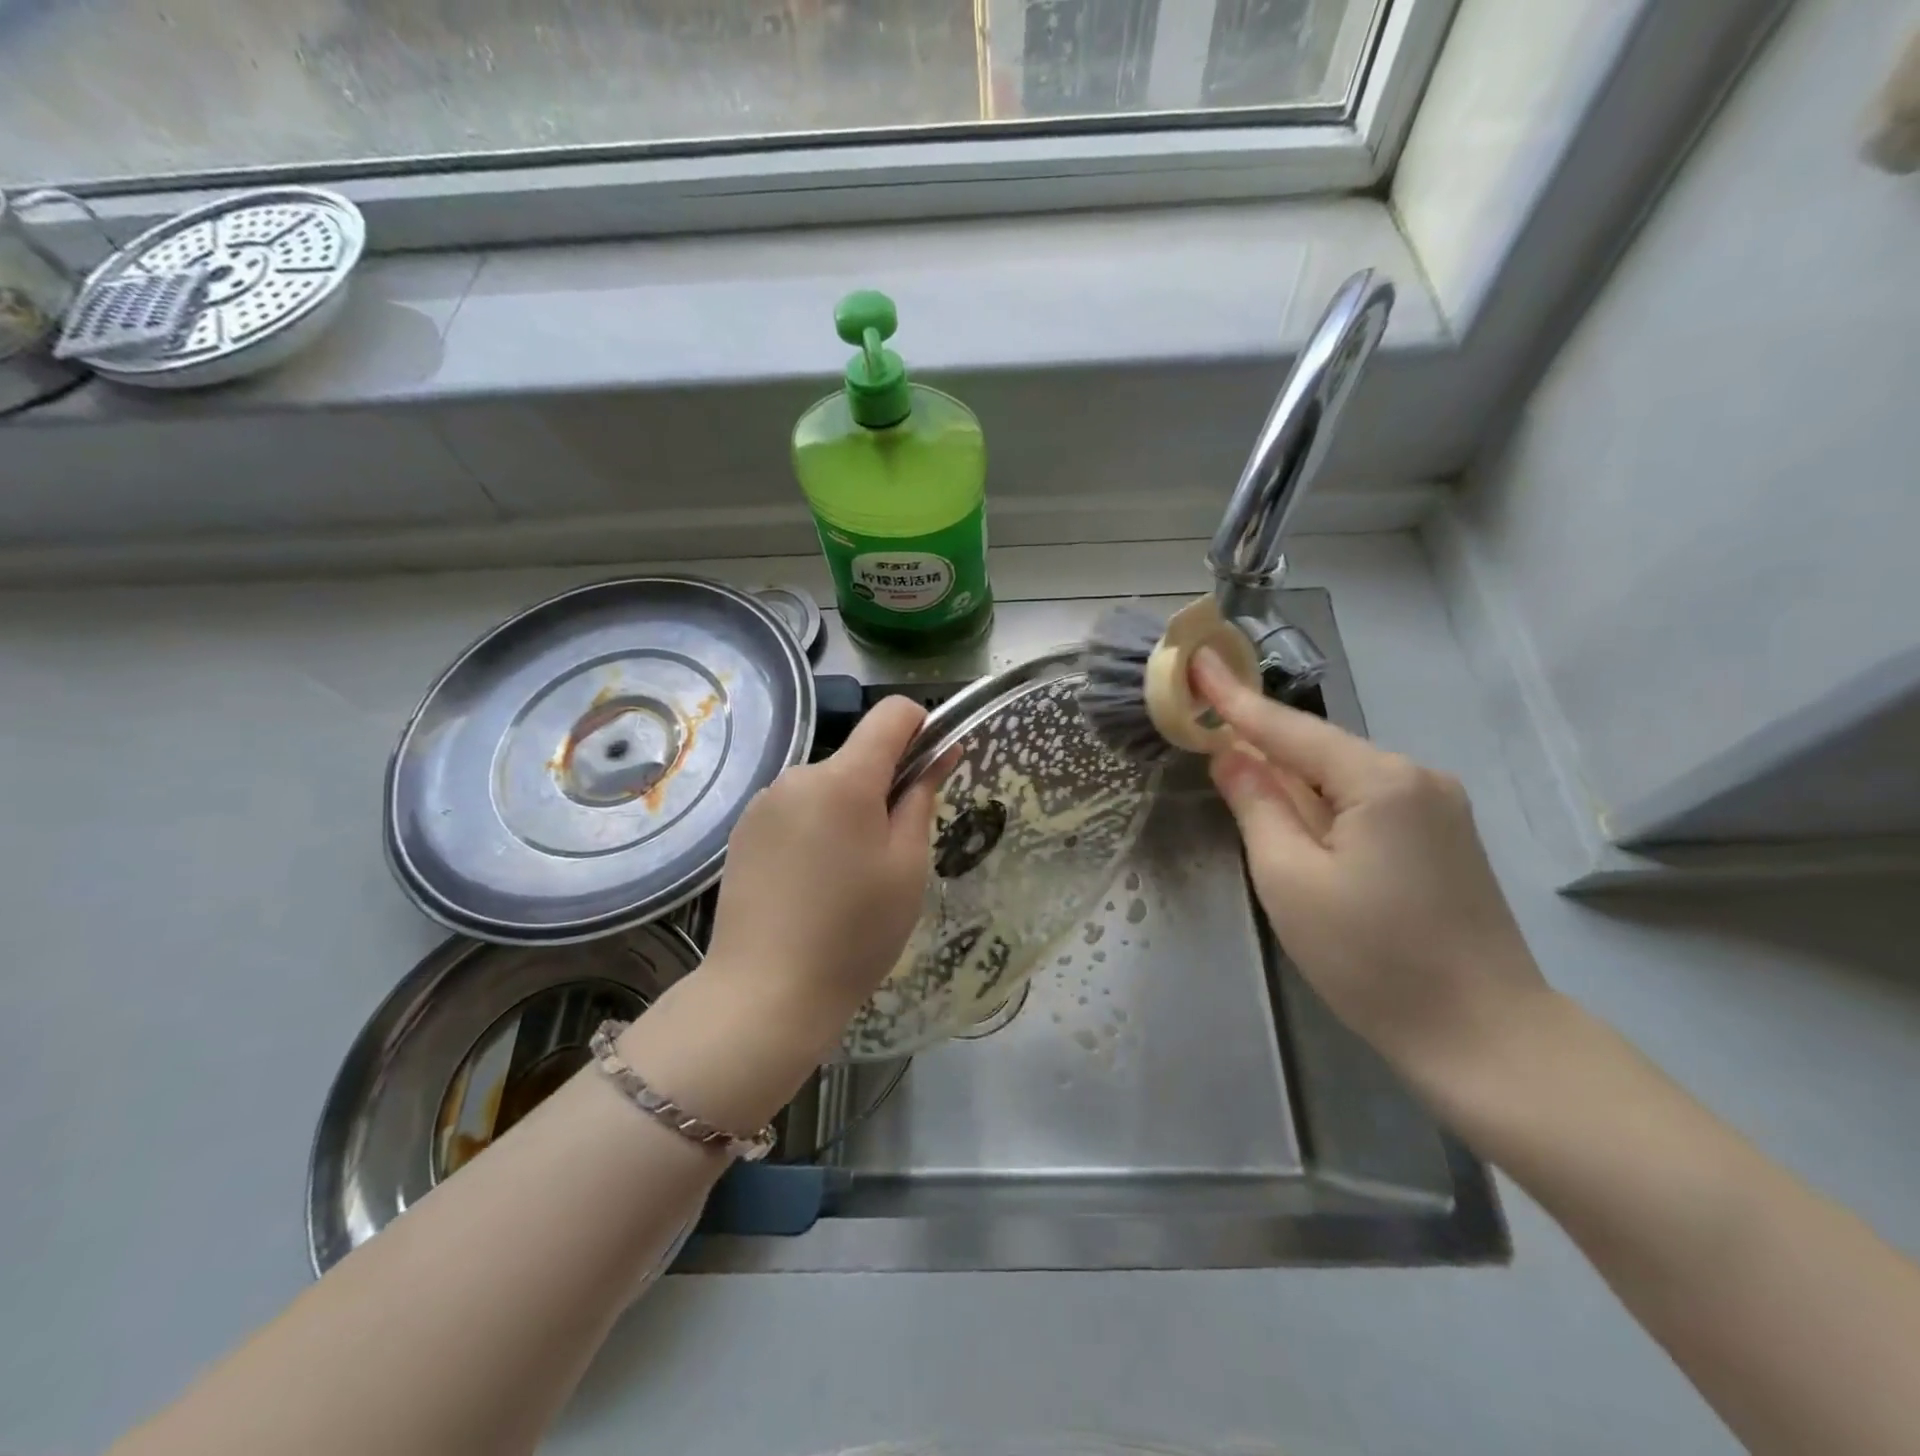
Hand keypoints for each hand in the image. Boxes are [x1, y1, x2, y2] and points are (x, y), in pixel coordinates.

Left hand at [703, 694, 940, 1034]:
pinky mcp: (743, 831)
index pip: (892, 714)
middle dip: (883, 787)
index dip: (922, 728)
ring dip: (847, 811)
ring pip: (827, 787)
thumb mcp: (907, 865)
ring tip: (847, 878)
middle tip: (890, 854)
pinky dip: (815, 829)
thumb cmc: (855, 931)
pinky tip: (811, 884)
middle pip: (858, 757)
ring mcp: (764, 803)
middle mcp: (798, 775)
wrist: (765, 993)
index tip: (932, 769)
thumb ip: (922, 796)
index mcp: (844, 778)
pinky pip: (796, 810)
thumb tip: (941, 750)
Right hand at [1191, 649, 1547, 1085]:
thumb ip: (1257, 805)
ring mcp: (1439, 806)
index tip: (1199, 658)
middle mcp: (1416, 777)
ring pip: (1342, 777)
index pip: (1288, 728)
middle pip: (1319, 750)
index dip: (1235, 698)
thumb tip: (1231, 755)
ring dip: (1292, 781)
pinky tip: (1301, 824)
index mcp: (1379, 780)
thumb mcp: (1290, 879)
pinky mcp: (1445, 836)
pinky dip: (1324, 803)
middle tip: (1207, 737)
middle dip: (1263, 746)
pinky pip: (1366, 801)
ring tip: (1244, 789)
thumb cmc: (1371, 958)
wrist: (1484, 1036)